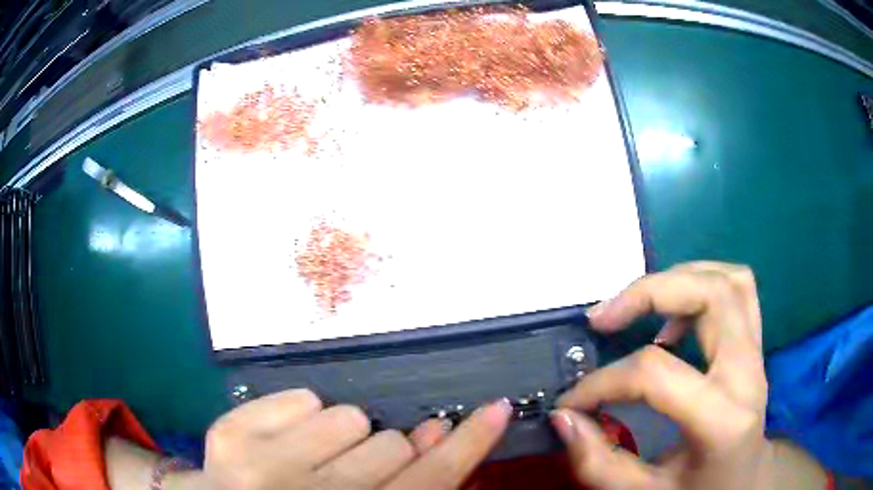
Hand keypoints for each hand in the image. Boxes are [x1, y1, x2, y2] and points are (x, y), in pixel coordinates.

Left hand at [199, 389, 511, 489]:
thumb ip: (409, 485)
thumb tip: (434, 439)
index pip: (432, 481)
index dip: (469, 444)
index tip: (495, 409)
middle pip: (391, 445)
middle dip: (385, 455)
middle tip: (351, 475)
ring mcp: (262, 466)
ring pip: (349, 417)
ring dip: (342, 438)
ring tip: (314, 463)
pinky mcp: (230, 434)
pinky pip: (303, 398)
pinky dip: (303, 418)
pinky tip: (285, 446)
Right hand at [553, 262, 772, 489]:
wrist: (747, 483)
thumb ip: (599, 464)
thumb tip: (564, 418)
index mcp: (723, 419)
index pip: (657, 373)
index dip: (603, 382)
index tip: (571, 401)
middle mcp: (747, 373)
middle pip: (710, 295)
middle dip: (648, 292)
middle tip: (603, 316)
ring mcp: (757, 353)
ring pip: (728, 280)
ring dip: (677, 280)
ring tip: (637, 306)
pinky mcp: (755, 345)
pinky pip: (737, 288)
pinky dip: (700, 284)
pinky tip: (673, 317)